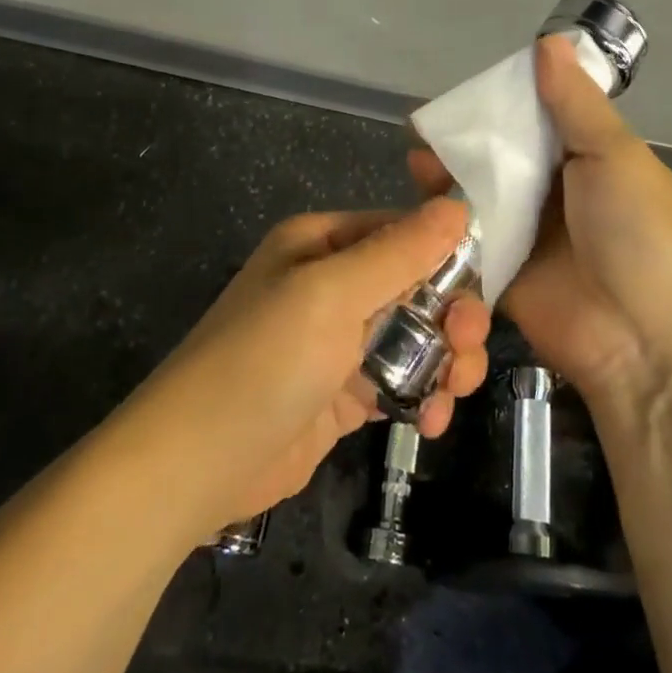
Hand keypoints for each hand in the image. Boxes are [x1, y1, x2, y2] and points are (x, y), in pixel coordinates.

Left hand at [131, 200, 490, 533]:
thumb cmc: (263, 361)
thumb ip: (399, 252)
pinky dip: (423, 397)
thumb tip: (457, 206)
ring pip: (416, 336)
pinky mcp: (343, 392)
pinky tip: (430, 422)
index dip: (447, 259)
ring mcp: (338, 341)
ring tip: (453, 392)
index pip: (404, 233)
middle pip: (417, 286)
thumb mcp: (331, 294)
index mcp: (323, 243)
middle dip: (451, 317)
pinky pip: (400, 380)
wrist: (194, 466)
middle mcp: (332, 284)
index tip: (476, 296)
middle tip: (466, 350)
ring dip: (446, 361)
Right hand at [408, 33, 671, 413]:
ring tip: (417, 160)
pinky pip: (471, 241)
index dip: (508, 100)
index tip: (468, 88)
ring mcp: (530, 235)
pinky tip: (418, 205)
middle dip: (470, 141)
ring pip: (483, 196)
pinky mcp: (503, 274)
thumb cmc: (640, 235)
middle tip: (429, 125)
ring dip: (452, 178)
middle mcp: (558, 193)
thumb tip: (548, 41)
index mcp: (591, 160)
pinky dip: (447, 224)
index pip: (543, 118)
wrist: (645, 343)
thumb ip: (574, 104)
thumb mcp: (614, 156)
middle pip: (506, 157)